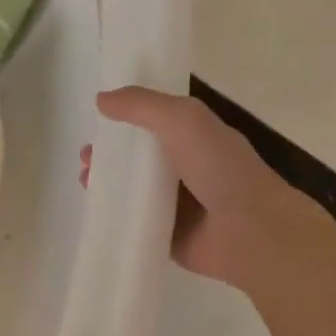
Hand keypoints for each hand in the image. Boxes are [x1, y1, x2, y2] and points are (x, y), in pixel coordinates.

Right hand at [83, 87, 335, 293]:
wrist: (249, 230)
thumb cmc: (219, 167)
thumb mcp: (182, 119)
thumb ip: (142, 105)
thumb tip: (101, 99)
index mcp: (196, 138)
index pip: (156, 124)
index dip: (125, 122)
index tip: (98, 125)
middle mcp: (188, 169)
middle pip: (141, 160)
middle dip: (111, 156)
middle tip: (87, 161)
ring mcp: (180, 206)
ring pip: (135, 192)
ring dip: (109, 186)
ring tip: (87, 183)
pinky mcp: (170, 237)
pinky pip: (137, 224)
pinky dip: (117, 218)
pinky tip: (98, 213)